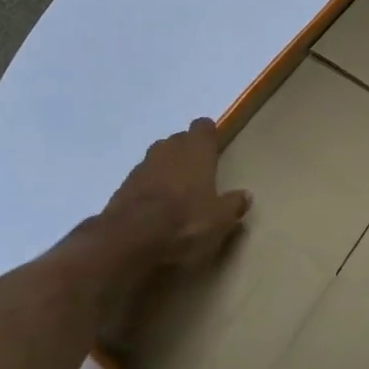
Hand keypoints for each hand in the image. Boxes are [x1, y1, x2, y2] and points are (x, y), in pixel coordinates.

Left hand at [95, 118, 251, 279]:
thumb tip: (246, 195)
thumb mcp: (219, 221)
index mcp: (196, 151)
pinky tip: (154, 209)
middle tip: (198, 175)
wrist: (128, 240)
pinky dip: (148, 188)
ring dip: (166, 169)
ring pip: (158, 158)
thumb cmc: (184, 223)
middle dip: (187, 153)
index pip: (203, 127)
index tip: (214, 150)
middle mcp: (168, 150)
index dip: (209, 136)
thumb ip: (233, 205)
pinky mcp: (122, 187)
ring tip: (175, 193)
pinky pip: (141, 179)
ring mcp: (142, 167)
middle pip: (179, 140)